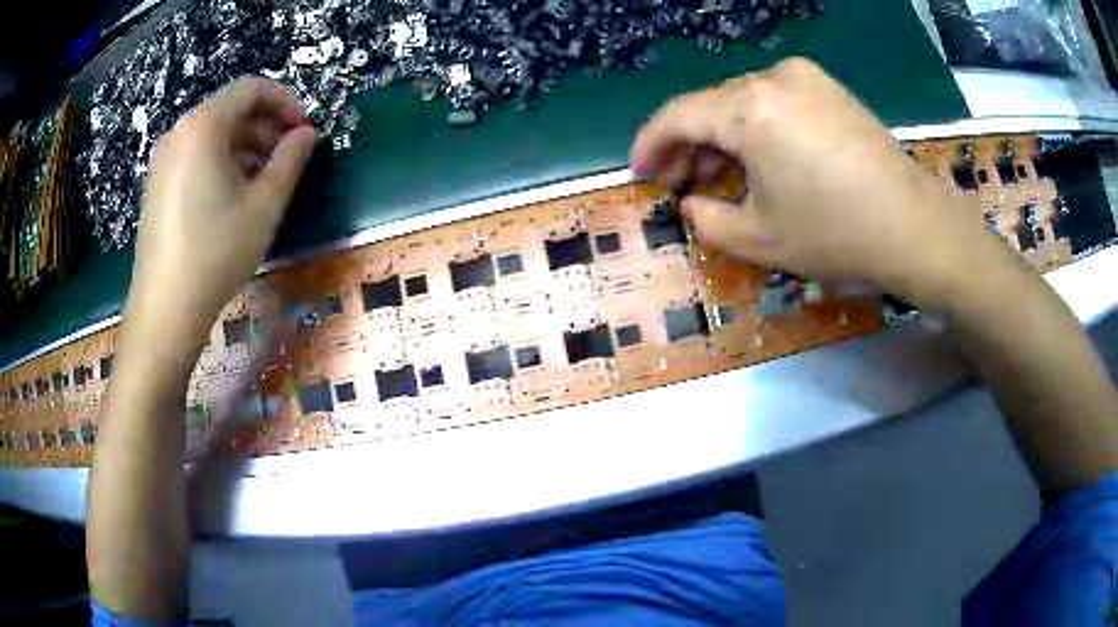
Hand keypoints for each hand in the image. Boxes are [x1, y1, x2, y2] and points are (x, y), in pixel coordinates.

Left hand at [126, 78, 314, 346]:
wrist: (165, 308)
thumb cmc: (216, 253)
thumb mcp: (264, 206)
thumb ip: (291, 160)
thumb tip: (306, 134)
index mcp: (204, 126)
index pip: (252, 88)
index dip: (285, 102)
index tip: (305, 130)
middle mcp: (180, 132)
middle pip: (231, 109)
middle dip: (266, 125)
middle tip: (289, 156)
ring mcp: (164, 158)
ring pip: (213, 133)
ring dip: (246, 145)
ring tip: (266, 178)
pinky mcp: (157, 183)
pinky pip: (196, 154)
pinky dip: (222, 160)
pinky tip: (235, 193)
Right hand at [630, 58, 1001, 307]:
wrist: (916, 228)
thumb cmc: (837, 236)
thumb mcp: (759, 239)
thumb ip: (707, 219)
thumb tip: (691, 202)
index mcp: (751, 110)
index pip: (678, 115)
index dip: (650, 143)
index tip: (639, 171)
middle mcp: (774, 78)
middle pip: (711, 104)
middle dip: (688, 142)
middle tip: (680, 181)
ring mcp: (806, 78)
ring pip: (742, 100)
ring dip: (723, 135)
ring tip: (719, 173)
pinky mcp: (830, 88)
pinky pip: (775, 100)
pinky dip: (756, 126)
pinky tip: (761, 157)